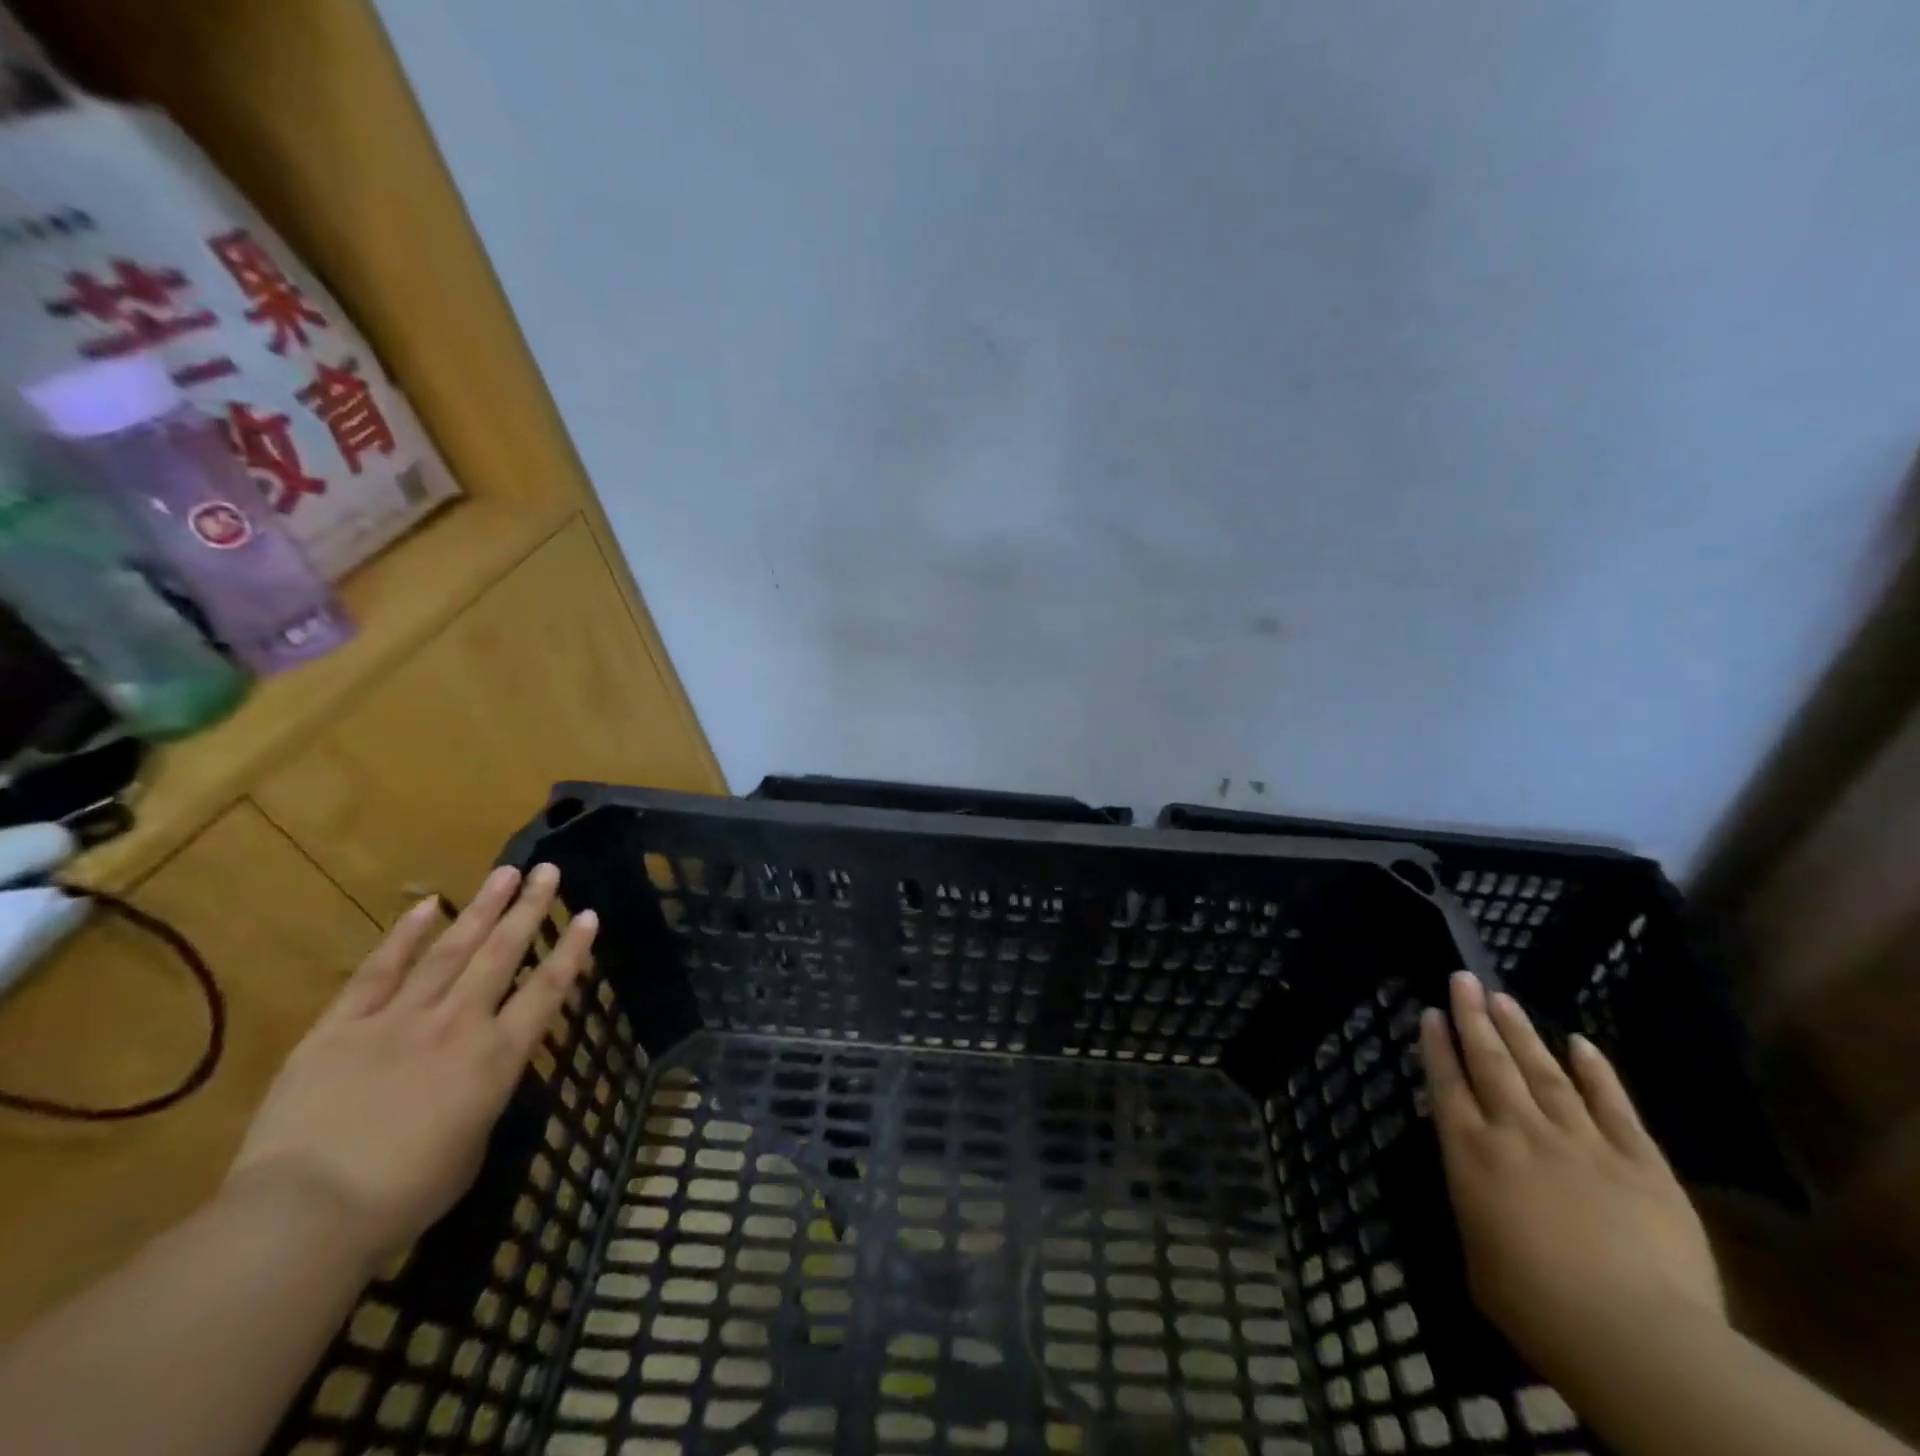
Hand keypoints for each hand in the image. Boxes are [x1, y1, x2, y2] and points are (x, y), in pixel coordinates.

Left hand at [226, 864, 598, 1273]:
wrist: (306, 1214)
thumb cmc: (404, 1197)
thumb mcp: (471, 1148)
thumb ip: (482, 1100)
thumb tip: (476, 1078)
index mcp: (497, 1058)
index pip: (546, 991)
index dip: (571, 951)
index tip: (588, 915)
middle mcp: (458, 1024)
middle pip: (502, 954)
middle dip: (529, 909)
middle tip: (548, 871)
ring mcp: (398, 1019)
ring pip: (450, 950)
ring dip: (481, 909)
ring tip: (505, 872)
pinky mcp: (341, 1027)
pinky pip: (378, 972)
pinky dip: (404, 937)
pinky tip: (426, 906)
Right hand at [1420, 971, 1723, 1381]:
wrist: (1632, 1334)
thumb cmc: (1534, 1305)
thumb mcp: (1476, 1253)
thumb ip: (1474, 1203)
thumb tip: (1475, 1182)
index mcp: (1471, 1153)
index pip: (1447, 1084)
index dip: (1437, 1045)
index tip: (1431, 1012)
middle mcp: (1517, 1132)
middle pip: (1490, 1063)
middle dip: (1473, 1018)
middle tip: (1463, 978)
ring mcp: (1580, 1141)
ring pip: (1544, 1072)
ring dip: (1522, 1032)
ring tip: (1503, 997)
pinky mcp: (1639, 1162)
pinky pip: (1613, 1106)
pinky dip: (1597, 1072)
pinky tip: (1582, 1043)